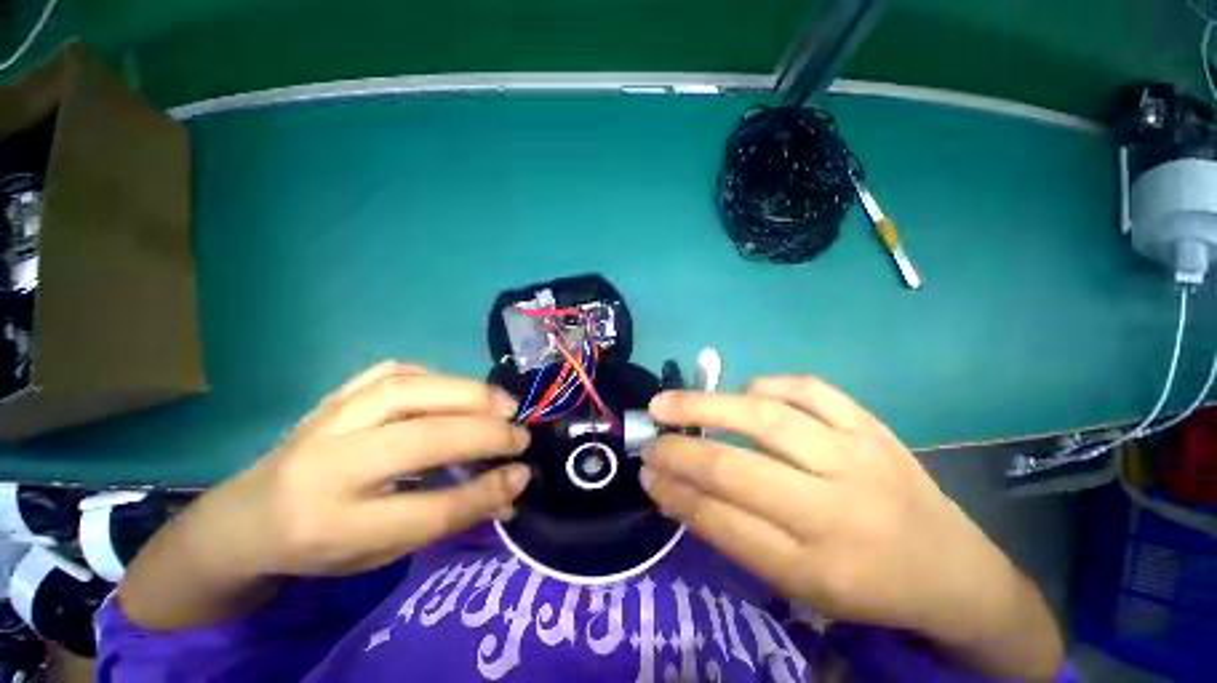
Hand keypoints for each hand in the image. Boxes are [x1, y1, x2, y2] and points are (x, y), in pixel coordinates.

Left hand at [231, 362, 531, 575]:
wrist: (246, 517)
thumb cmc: (321, 545)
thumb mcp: (381, 553)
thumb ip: (449, 519)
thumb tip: (511, 490)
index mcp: (334, 528)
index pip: (428, 509)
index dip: (485, 490)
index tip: (523, 472)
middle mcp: (326, 469)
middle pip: (420, 439)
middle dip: (484, 434)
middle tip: (520, 434)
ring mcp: (325, 422)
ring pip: (404, 391)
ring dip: (467, 394)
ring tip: (502, 403)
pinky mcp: (332, 396)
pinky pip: (388, 372)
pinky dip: (432, 375)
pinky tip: (454, 390)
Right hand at [640, 376, 1062, 678]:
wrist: (953, 568)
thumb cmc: (866, 585)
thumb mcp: (798, 585)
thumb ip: (734, 534)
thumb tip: (675, 490)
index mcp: (819, 569)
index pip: (724, 522)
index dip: (676, 494)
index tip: (646, 475)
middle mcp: (837, 510)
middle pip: (737, 469)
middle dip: (680, 451)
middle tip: (648, 438)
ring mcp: (859, 457)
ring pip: (767, 418)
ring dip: (707, 405)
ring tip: (671, 402)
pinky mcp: (872, 425)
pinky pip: (809, 389)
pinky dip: (766, 385)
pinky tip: (746, 391)